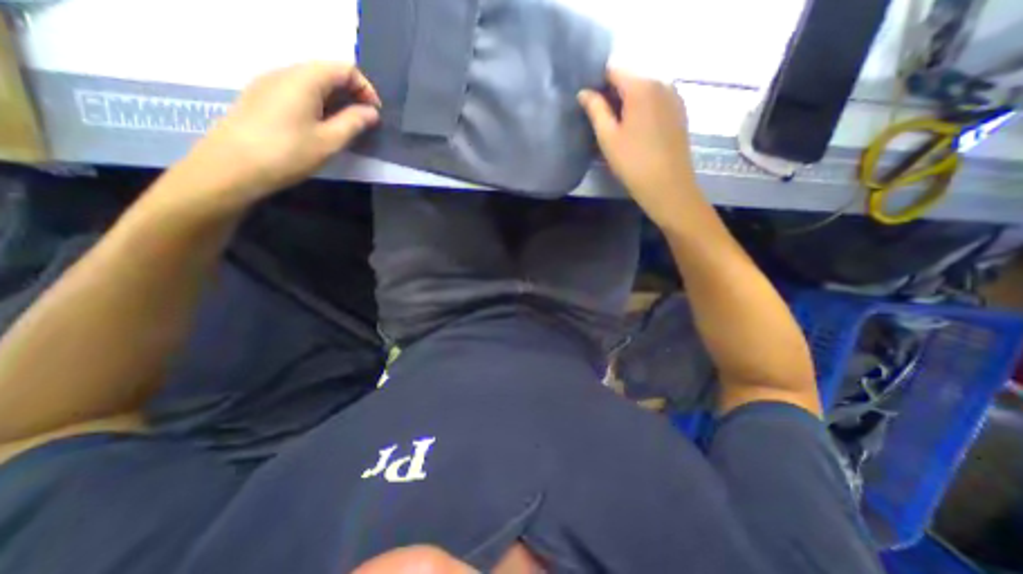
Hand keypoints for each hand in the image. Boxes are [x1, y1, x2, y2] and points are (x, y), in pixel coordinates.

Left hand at [169, 59, 383, 211]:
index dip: (366, 89)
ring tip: (346, 127)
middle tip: (364, 123)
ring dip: (336, 100)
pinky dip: (318, 104)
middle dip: (352, 94)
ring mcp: (269, 83)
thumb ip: (354, 122)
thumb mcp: (330, 141)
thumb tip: (371, 112)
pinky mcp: (262, 97)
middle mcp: (285, 72)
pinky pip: (298, 91)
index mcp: (304, 79)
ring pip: (312, 82)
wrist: (232, 167)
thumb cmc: (288, 153)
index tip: (375, 115)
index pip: (344, 69)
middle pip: (327, 72)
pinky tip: (322, 127)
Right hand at [579, 71, 699, 226]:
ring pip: (644, 91)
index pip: (613, 70)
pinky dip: (643, 110)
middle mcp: (661, 82)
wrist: (668, 186)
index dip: (598, 84)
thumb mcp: (607, 137)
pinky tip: (638, 133)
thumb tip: (584, 92)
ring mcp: (674, 96)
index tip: (589, 104)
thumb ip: (595, 110)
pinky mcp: (680, 112)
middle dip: (613, 95)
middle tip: (602, 122)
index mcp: (641, 86)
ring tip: (619, 129)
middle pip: (630, 79)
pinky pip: (656, 101)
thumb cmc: (633, 162)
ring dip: (628, 104)